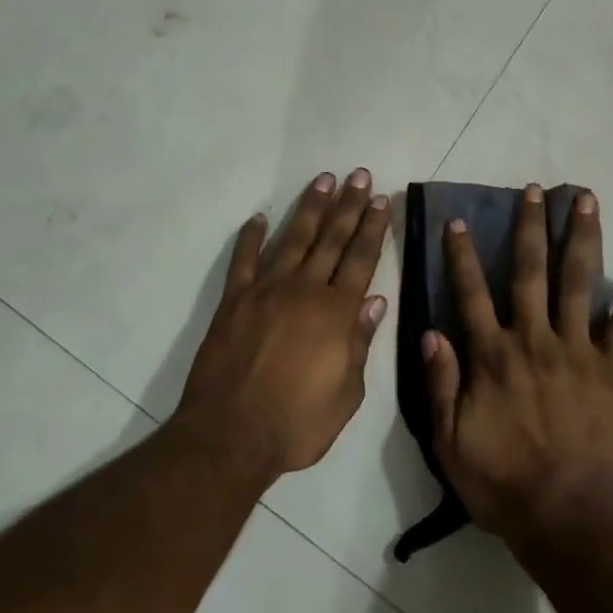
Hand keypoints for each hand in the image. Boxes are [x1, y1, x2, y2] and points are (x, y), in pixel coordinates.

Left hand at [176, 169, 391, 478]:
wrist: (231, 436)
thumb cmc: (297, 423)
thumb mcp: (347, 393)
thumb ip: (360, 342)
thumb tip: (376, 301)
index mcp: (337, 312)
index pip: (361, 259)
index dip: (373, 228)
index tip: (381, 200)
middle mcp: (304, 290)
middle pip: (331, 239)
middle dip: (349, 206)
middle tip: (359, 175)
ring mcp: (266, 291)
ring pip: (292, 239)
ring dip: (310, 208)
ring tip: (324, 180)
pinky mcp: (234, 301)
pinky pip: (243, 261)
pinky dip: (250, 237)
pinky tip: (258, 218)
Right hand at [423, 185, 612, 546]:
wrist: (571, 517)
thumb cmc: (503, 482)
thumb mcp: (450, 441)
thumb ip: (440, 384)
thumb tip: (431, 332)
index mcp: (492, 355)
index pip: (471, 293)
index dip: (462, 256)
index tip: (458, 221)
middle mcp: (534, 339)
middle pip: (529, 271)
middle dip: (529, 227)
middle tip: (533, 190)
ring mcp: (577, 350)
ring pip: (579, 283)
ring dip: (581, 239)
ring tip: (586, 201)